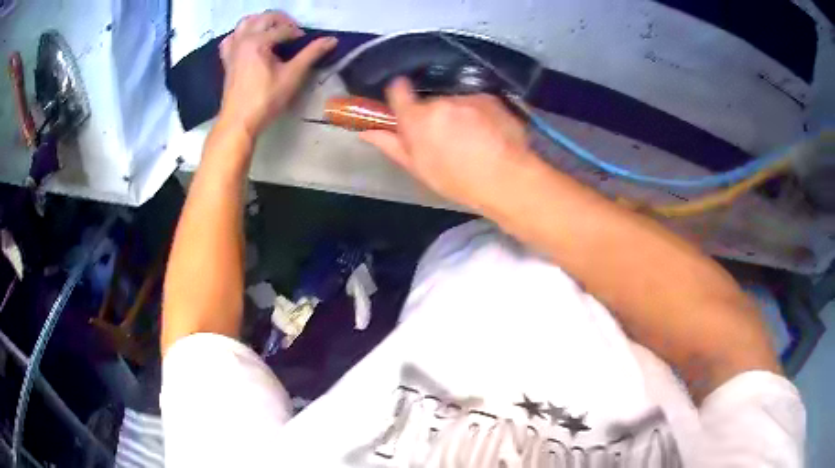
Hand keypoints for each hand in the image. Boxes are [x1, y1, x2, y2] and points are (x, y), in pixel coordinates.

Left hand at [218, 11, 336, 136]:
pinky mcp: (227, 59)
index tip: (307, 44)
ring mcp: (232, 49)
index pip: (284, 29)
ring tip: (274, 31)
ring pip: (246, 22)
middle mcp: (243, 39)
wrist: (239, 121)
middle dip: (283, 21)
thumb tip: (332, 39)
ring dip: (262, 22)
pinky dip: (241, 34)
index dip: (298, 34)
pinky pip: (232, 37)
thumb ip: (311, 54)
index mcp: (258, 41)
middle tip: (294, 33)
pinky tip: (250, 40)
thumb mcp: (292, 76)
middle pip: (265, 18)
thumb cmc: (265, 100)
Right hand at [360, 79, 538, 210]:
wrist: (507, 179)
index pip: (398, 90)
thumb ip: (391, 144)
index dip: (399, 94)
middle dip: (435, 115)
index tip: (405, 104)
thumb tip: (366, 131)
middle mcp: (440, 102)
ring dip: (459, 114)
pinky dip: (479, 114)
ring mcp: (467, 98)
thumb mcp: (418, 168)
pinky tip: (489, 134)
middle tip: (447, 138)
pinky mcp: (490, 98)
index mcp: (417, 119)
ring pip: (455, 102)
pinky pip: (476, 102)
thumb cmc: (457, 180)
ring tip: (473, 139)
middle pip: (430, 101)